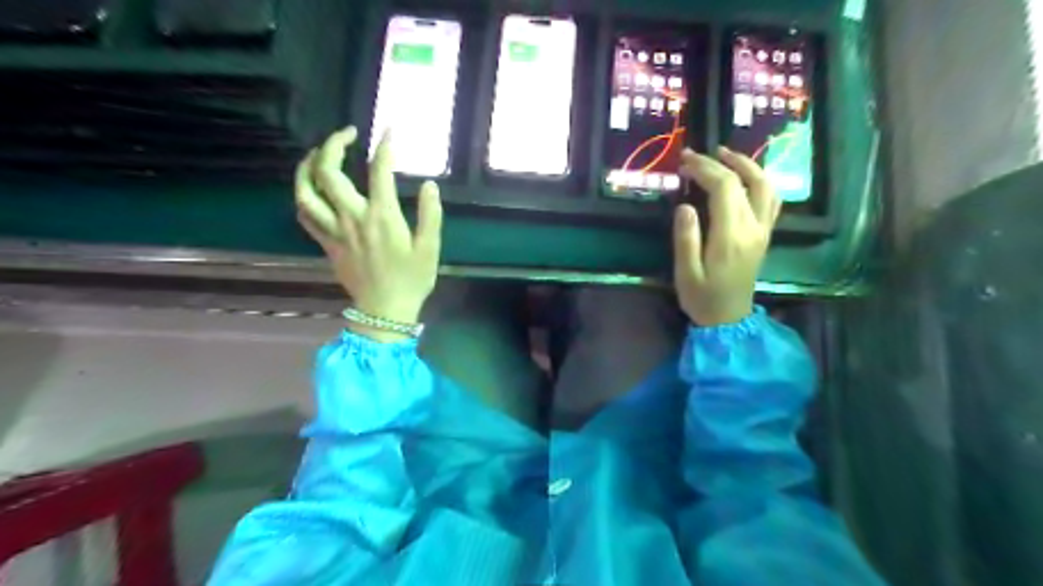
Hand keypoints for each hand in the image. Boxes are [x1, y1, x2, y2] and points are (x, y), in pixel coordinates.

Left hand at [295, 125, 441, 340]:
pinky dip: (304, 197)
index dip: (385, 146)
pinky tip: (312, 189)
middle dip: (334, 144)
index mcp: (382, 217)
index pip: (380, 171)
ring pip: (306, 191)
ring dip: (307, 166)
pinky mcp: (327, 243)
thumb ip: (431, 214)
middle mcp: (353, 217)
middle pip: (329, 172)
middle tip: (348, 133)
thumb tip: (429, 185)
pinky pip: (305, 215)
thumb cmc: (412, 280)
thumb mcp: (430, 248)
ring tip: (317, 153)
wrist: (384, 311)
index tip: (389, 131)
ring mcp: (335, 230)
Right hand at [673, 147, 777, 326]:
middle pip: (744, 181)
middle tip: (696, 155)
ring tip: (724, 155)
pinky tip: (745, 177)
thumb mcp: (685, 273)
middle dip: (719, 162)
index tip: (684, 161)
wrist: (729, 320)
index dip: (704, 168)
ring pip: (765, 185)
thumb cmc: (702, 298)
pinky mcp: (765, 235)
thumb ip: (686, 238)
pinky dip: (759, 180)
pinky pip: (771, 199)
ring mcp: (763, 231)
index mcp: (731, 236)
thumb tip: (685, 205)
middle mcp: (753, 228)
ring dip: (747, 165)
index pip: (724, 188)